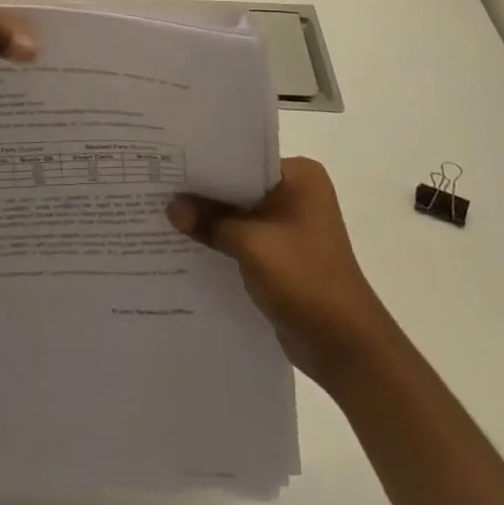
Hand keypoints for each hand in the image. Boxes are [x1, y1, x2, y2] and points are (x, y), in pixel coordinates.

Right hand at [168, 157, 393, 383]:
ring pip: (240, 215)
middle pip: (239, 186)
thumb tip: (170, 206)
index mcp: (299, 176)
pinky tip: (186, 246)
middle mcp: (297, 193)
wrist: (345, 346)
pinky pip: (244, 239)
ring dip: (211, 220)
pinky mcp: (282, 256)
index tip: (169, 162)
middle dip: (204, 193)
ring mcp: (290, 227)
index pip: (244, 157)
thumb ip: (210, 220)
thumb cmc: (305, 279)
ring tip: (163, 214)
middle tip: (158, 186)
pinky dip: (221, 242)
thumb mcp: (251, 243)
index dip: (207, 162)